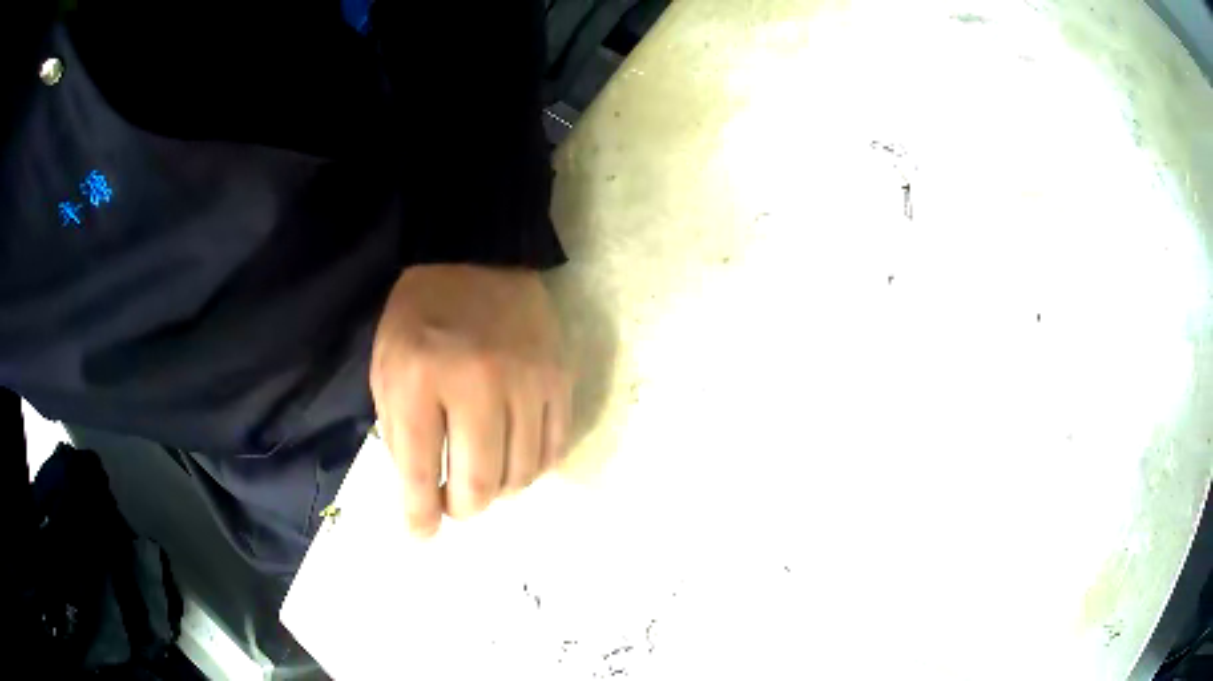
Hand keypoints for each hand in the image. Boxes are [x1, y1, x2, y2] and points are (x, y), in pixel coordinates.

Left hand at [371, 264, 572, 537]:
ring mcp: (527, 381)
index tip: (421, 533)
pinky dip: (531, 468)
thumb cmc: (418, 317)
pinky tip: (513, 459)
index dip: (418, 515)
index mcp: (419, 378)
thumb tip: (423, 495)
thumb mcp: (385, 370)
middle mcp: (478, 383)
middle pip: (480, 483)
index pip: (418, 470)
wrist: (474, 259)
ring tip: (482, 478)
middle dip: (462, 508)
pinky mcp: (559, 380)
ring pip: (521, 475)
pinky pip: (553, 449)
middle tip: (453, 502)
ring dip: (498, 490)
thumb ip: (399, 435)